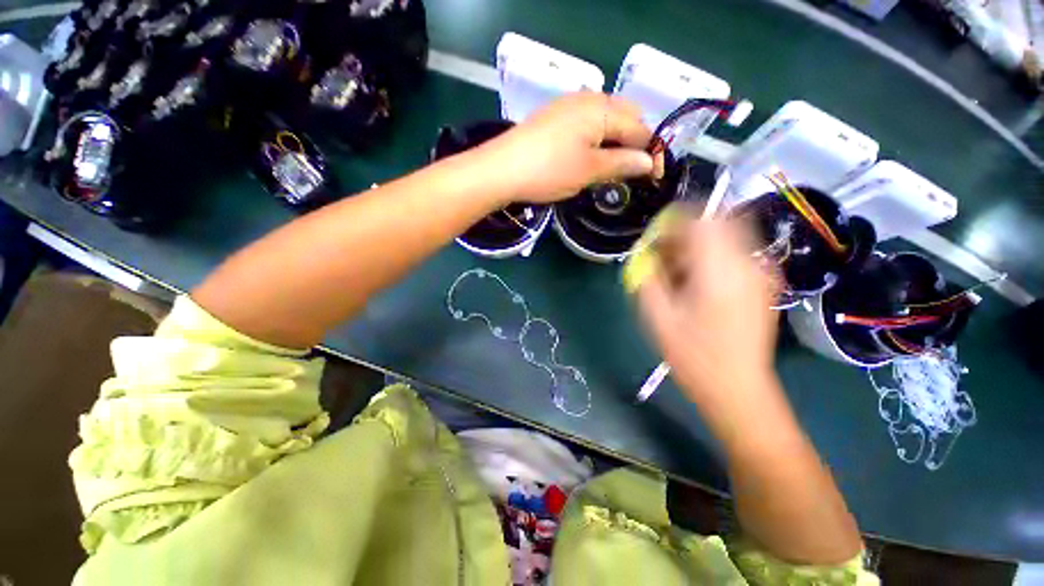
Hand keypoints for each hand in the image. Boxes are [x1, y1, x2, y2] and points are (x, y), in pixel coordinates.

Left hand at [477, 92, 654, 202]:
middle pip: (625, 117)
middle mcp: (588, 99)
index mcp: (602, 109)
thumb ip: (622, 164)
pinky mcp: (554, 118)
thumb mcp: (589, 170)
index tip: (654, 177)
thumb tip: (649, 163)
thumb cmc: (548, 171)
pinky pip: (586, 124)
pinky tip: (590, 157)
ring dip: (615, 141)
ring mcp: (568, 106)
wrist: (502, 169)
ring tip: (613, 167)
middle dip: (634, 143)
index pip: (639, 128)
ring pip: (605, 120)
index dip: (651, 153)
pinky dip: (596, 139)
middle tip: (632, 171)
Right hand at [637, 213, 782, 432]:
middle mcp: (747, 266)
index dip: (675, 220)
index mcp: (720, 272)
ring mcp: (760, 275)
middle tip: (662, 254)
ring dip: (696, 246)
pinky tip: (694, 283)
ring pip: (726, 238)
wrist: (737, 390)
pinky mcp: (762, 285)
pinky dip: (710, 257)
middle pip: (718, 224)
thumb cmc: (693, 357)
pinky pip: (734, 255)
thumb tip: (643, 253)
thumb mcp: (658, 316)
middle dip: (685, 232)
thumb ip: (647, 277)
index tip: (654, 235)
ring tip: (674, 271)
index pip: (702, 221)